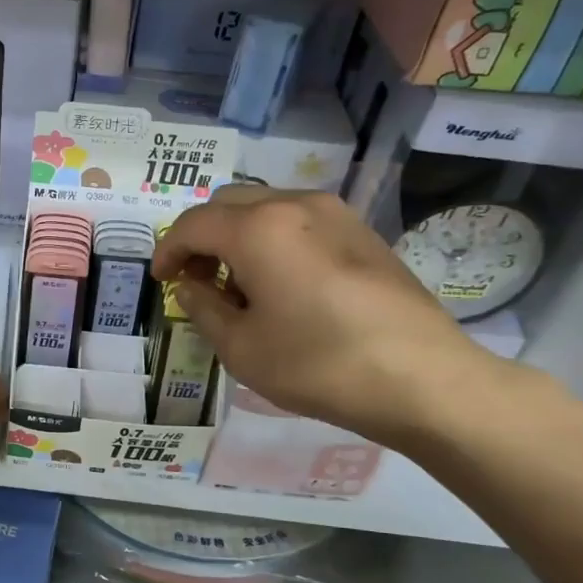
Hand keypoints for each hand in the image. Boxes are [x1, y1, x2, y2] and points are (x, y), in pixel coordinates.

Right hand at [151, 186, 510, 447]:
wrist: (422, 378)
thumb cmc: (318, 364)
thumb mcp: (242, 348)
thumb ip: (203, 309)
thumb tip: (190, 288)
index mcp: (259, 228)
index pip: (193, 224)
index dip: (167, 250)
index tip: (160, 281)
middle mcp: (295, 205)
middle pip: (229, 204)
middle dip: (202, 238)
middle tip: (196, 281)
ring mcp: (335, 214)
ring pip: (266, 209)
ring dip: (239, 237)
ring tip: (239, 287)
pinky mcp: (362, 232)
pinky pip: (299, 222)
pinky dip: (273, 241)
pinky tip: (282, 285)